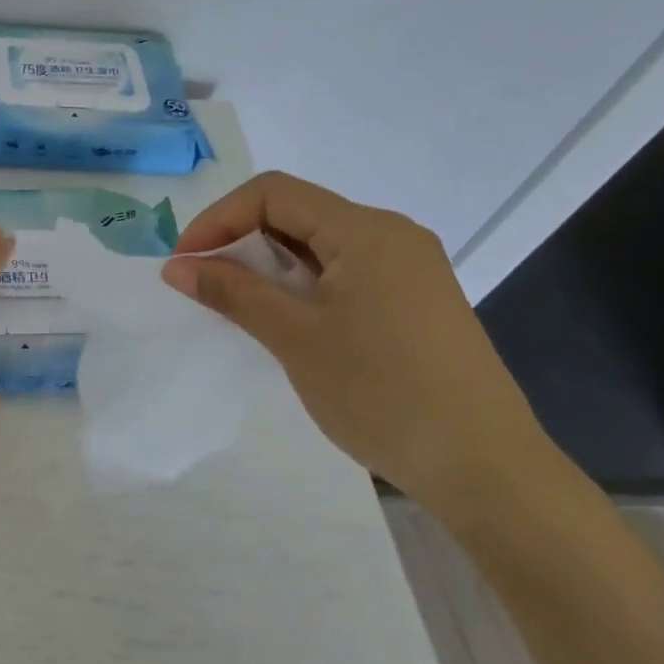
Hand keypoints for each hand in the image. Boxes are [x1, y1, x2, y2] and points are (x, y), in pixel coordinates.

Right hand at [161, 172, 563, 520]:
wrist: (487, 470)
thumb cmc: (381, 393)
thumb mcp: (294, 338)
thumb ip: (231, 292)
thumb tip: (176, 266)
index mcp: (365, 229)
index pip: (272, 193)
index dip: (218, 219)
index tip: (185, 263)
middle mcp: (392, 234)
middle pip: (297, 212)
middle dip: (241, 241)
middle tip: (206, 287)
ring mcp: (410, 267)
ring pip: (320, 244)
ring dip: (271, 265)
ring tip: (242, 307)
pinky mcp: (417, 300)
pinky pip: (345, 271)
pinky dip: (304, 285)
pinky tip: (290, 322)